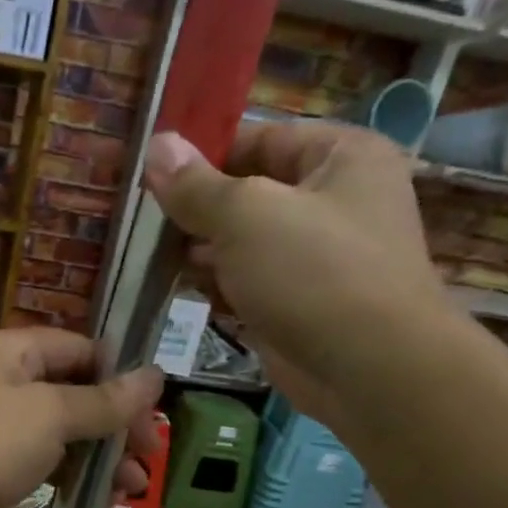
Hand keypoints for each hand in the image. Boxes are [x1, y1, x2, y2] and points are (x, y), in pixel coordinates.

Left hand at [0, 328, 162, 507]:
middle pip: (76, 393)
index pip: (84, 350)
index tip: (153, 416)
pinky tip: (95, 501)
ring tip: (132, 490)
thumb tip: (155, 375)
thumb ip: (103, 400)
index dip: (122, 380)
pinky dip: (69, 476)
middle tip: (148, 460)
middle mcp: (5, 380)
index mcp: (15, 351)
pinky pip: (41, 461)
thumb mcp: (50, 416)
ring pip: (62, 432)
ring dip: (99, 458)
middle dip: (115, 427)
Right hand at [145, 122, 455, 426]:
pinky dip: (214, 282)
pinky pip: (247, 281)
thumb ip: (196, 185)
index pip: (260, 138)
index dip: (204, 151)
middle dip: (195, 205)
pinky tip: (172, 284)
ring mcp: (316, 257)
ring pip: (244, 241)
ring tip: (145, 250)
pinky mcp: (297, 303)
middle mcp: (333, 200)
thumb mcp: (246, 215)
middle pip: (249, 191)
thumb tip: (156, 145)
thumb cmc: (313, 272)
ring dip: (199, 247)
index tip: (150, 169)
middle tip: (138, 216)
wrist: (368, 369)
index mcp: (341, 156)